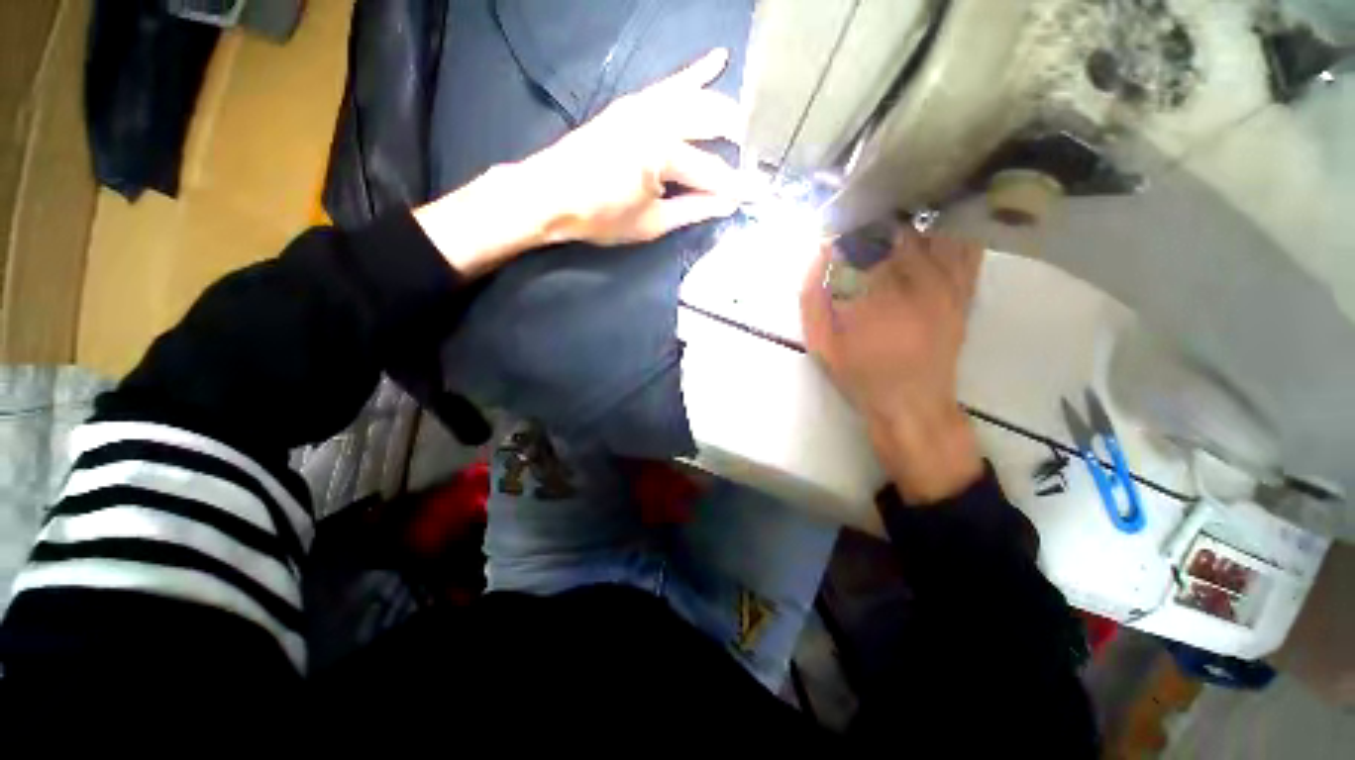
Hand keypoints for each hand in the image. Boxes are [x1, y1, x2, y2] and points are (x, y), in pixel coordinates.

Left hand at [520, 48, 748, 245]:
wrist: (550, 195)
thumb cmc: (600, 217)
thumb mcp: (651, 224)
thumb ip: (692, 210)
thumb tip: (726, 205)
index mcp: (663, 155)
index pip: (713, 172)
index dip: (737, 187)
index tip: (759, 195)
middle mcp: (658, 120)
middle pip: (713, 124)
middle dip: (740, 141)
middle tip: (759, 159)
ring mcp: (644, 106)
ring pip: (697, 100)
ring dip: (726, 111)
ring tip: (747, 127)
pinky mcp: (633, 104)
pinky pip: (670, 84)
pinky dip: (695, 73)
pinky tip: (718, 59)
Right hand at [801, 229, 985, 502]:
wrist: (911, 402)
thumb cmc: (860, 374)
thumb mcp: (822, 342)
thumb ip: (813, 298)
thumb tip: (820, 252)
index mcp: (878, 292)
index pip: (866, 238)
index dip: (852, 224)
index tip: (839, 223)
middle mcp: (919, 281)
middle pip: (902, 229)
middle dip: (881, 218)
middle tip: (865, 215)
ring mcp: (948, 285)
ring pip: (936, 232)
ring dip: (915, 219)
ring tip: (896, 214)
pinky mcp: (964, 292)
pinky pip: (966, 249)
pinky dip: (952, 231)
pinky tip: (936, 225)